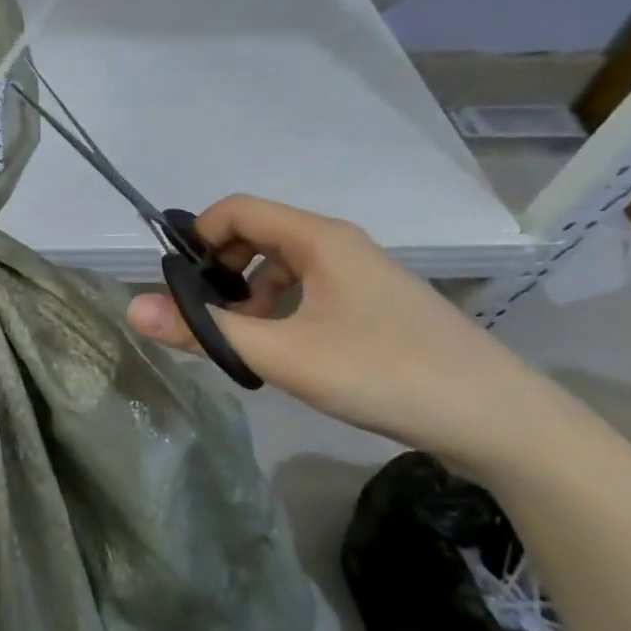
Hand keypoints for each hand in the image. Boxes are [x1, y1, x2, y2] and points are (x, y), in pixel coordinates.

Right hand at [127, 195, 573, 476]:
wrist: (498, 420)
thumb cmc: (384, 373)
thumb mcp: (283, 354)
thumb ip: (205, 331)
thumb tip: (132, 308)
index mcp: (318, 239)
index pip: (236, 210)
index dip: (197, 238)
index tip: (176, 285)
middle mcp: (339, 245)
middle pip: (257, 235)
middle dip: (219, 271)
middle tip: (203, 318)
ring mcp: (360, 276)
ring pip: (281, 267)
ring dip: (248, 295)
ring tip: (240, 342)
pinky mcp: (373, 307)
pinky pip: (307, 291)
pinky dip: (279, 311)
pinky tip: (281, 353)